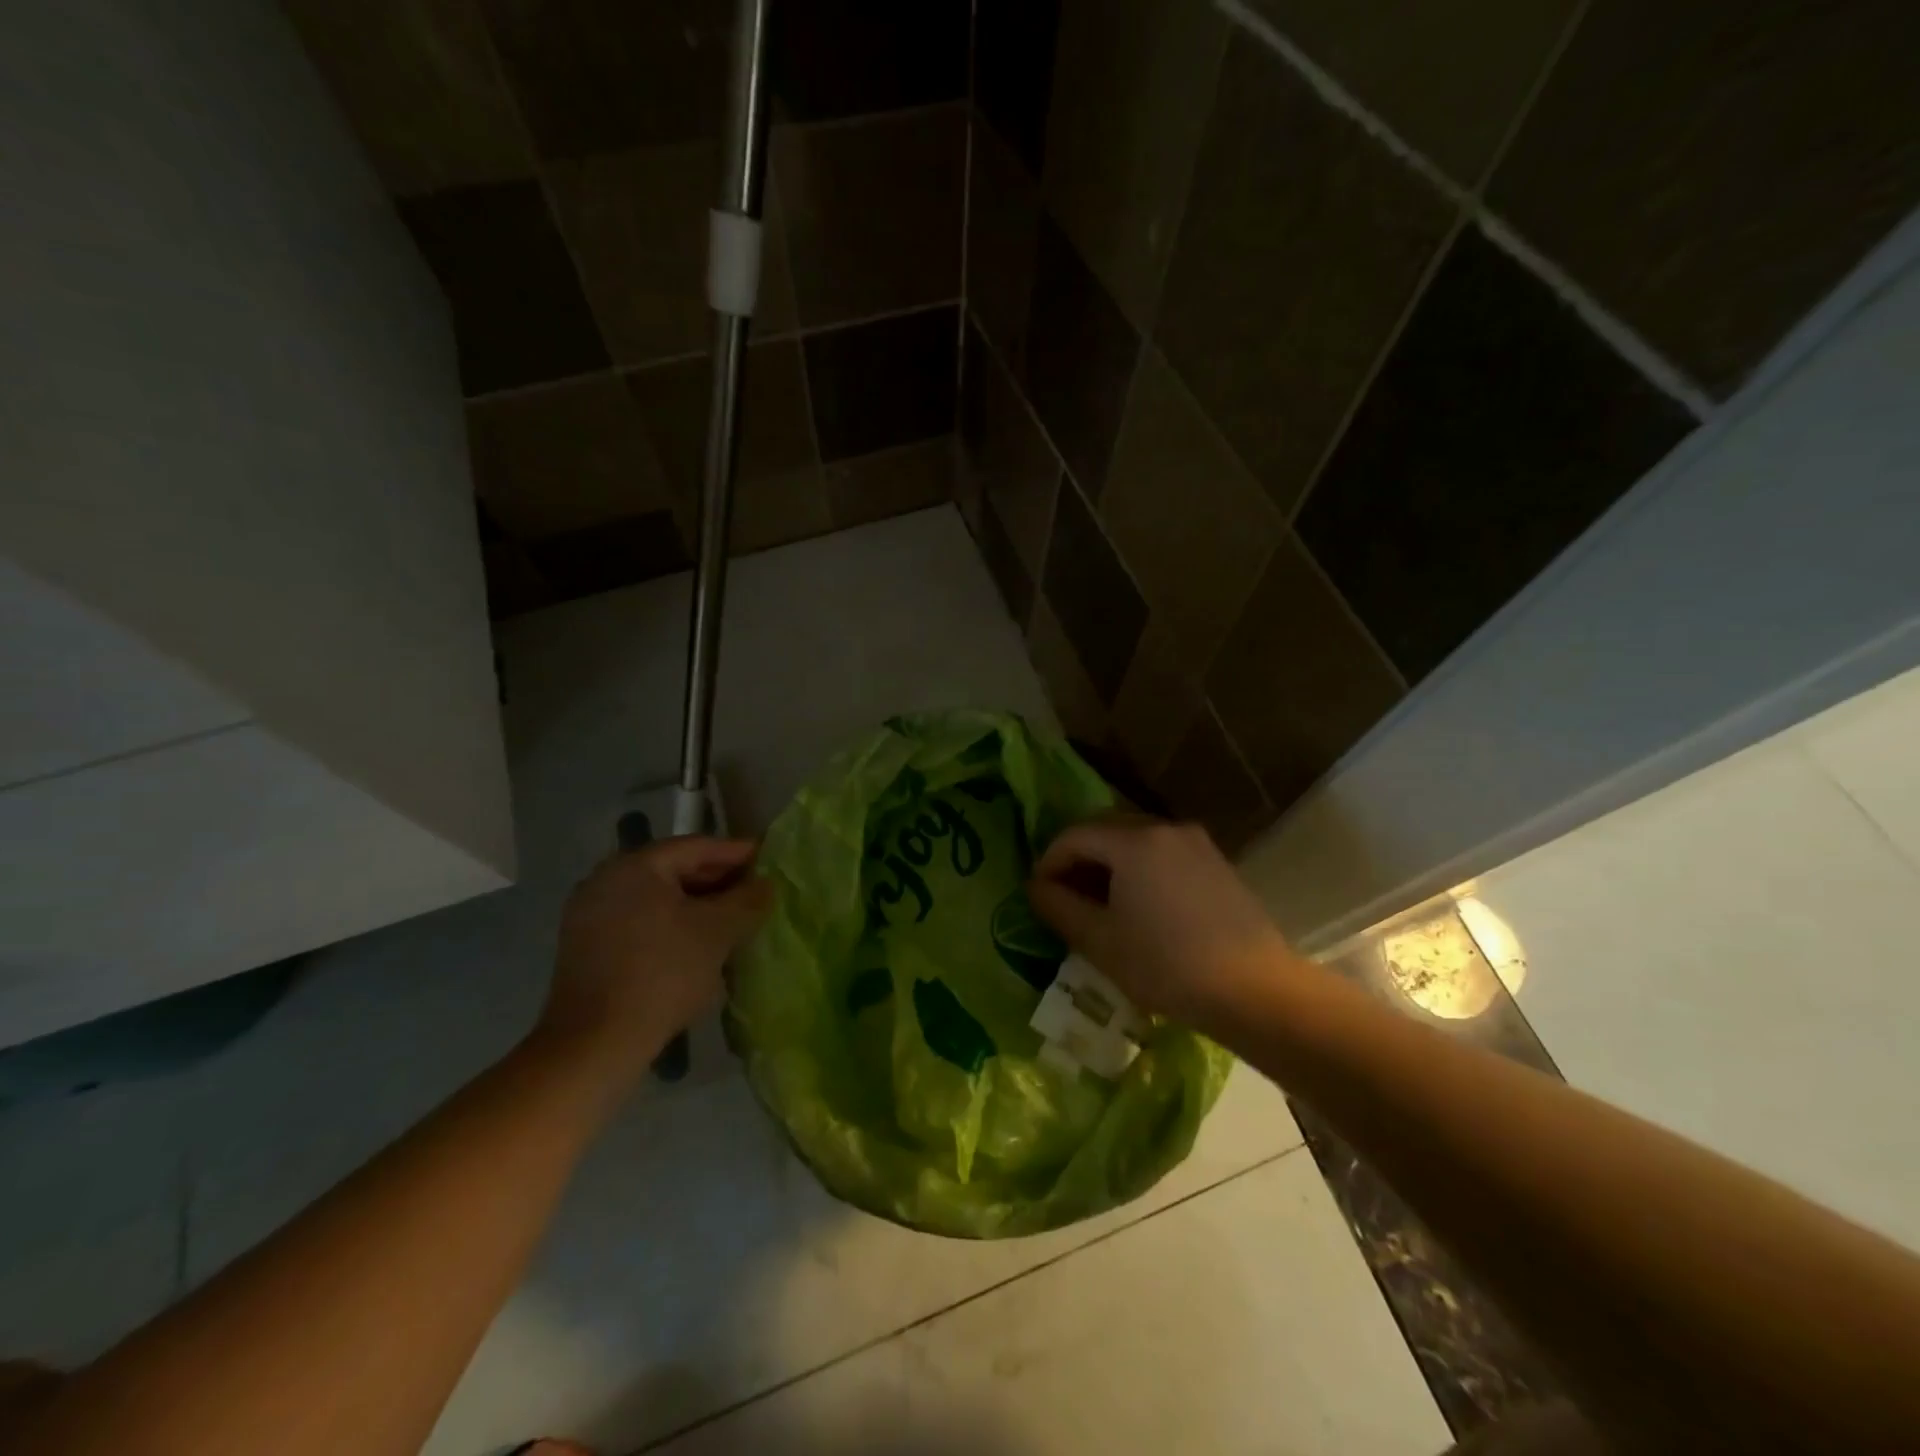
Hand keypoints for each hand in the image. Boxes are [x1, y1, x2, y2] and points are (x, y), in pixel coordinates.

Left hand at [540, 837, 771, 1073]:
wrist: (596, 1043)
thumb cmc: (663, 973)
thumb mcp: (718, 932)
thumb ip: (747, 900)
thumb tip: (765, 884)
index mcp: (635, 866)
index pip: (696, 846)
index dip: (736, 852)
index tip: (768, 859)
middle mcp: (606, 880)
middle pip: (674, 869)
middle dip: (718, 880)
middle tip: (755, 891)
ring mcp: (590, 915)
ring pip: (657, 898)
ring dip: (697, 905)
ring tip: (732, 919)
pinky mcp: (586, 948)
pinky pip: (640, 921)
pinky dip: (672, 924)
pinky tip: (697, 943)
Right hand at [1027, 818, 1297, 1032]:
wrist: (1256, 991)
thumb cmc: (1166, 965)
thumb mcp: (1099, 940)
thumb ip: (1058, 906)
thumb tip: (1036, 887)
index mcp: (1133, 840)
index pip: (1073, 835)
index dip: (1049, 863)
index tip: (1039, 896)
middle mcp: (1165, 828)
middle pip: (1105, 831)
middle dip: (1079, 861)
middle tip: (1065, 900)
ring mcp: (1196, 843)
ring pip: (1136, 842)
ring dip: (1109, 867)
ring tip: (1101, 908)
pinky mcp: (1217, 864)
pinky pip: (1163, 855)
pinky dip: (1140, 872)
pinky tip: (1141, 910)